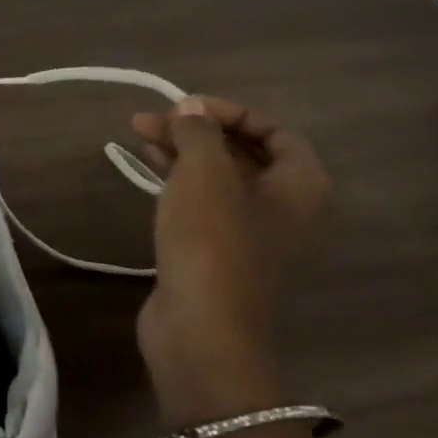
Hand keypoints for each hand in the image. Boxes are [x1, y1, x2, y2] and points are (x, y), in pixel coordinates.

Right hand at [128, 96, 329, 420]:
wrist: (202, 331)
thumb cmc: (213, 242)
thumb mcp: (204, 172)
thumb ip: (198, 131)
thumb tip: (190, 109)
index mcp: (300, 186)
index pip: (275, 130)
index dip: (231, 111)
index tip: (185, 106)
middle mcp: (283, 207)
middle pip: (242, 152)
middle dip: (196, 129)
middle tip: (149, 118)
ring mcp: (250, 233)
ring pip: (217, 176)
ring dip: (181, 150)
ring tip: (138, 132)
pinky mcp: (217, 252)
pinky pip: (201, 201)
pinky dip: (176, 178)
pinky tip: (146, 164)